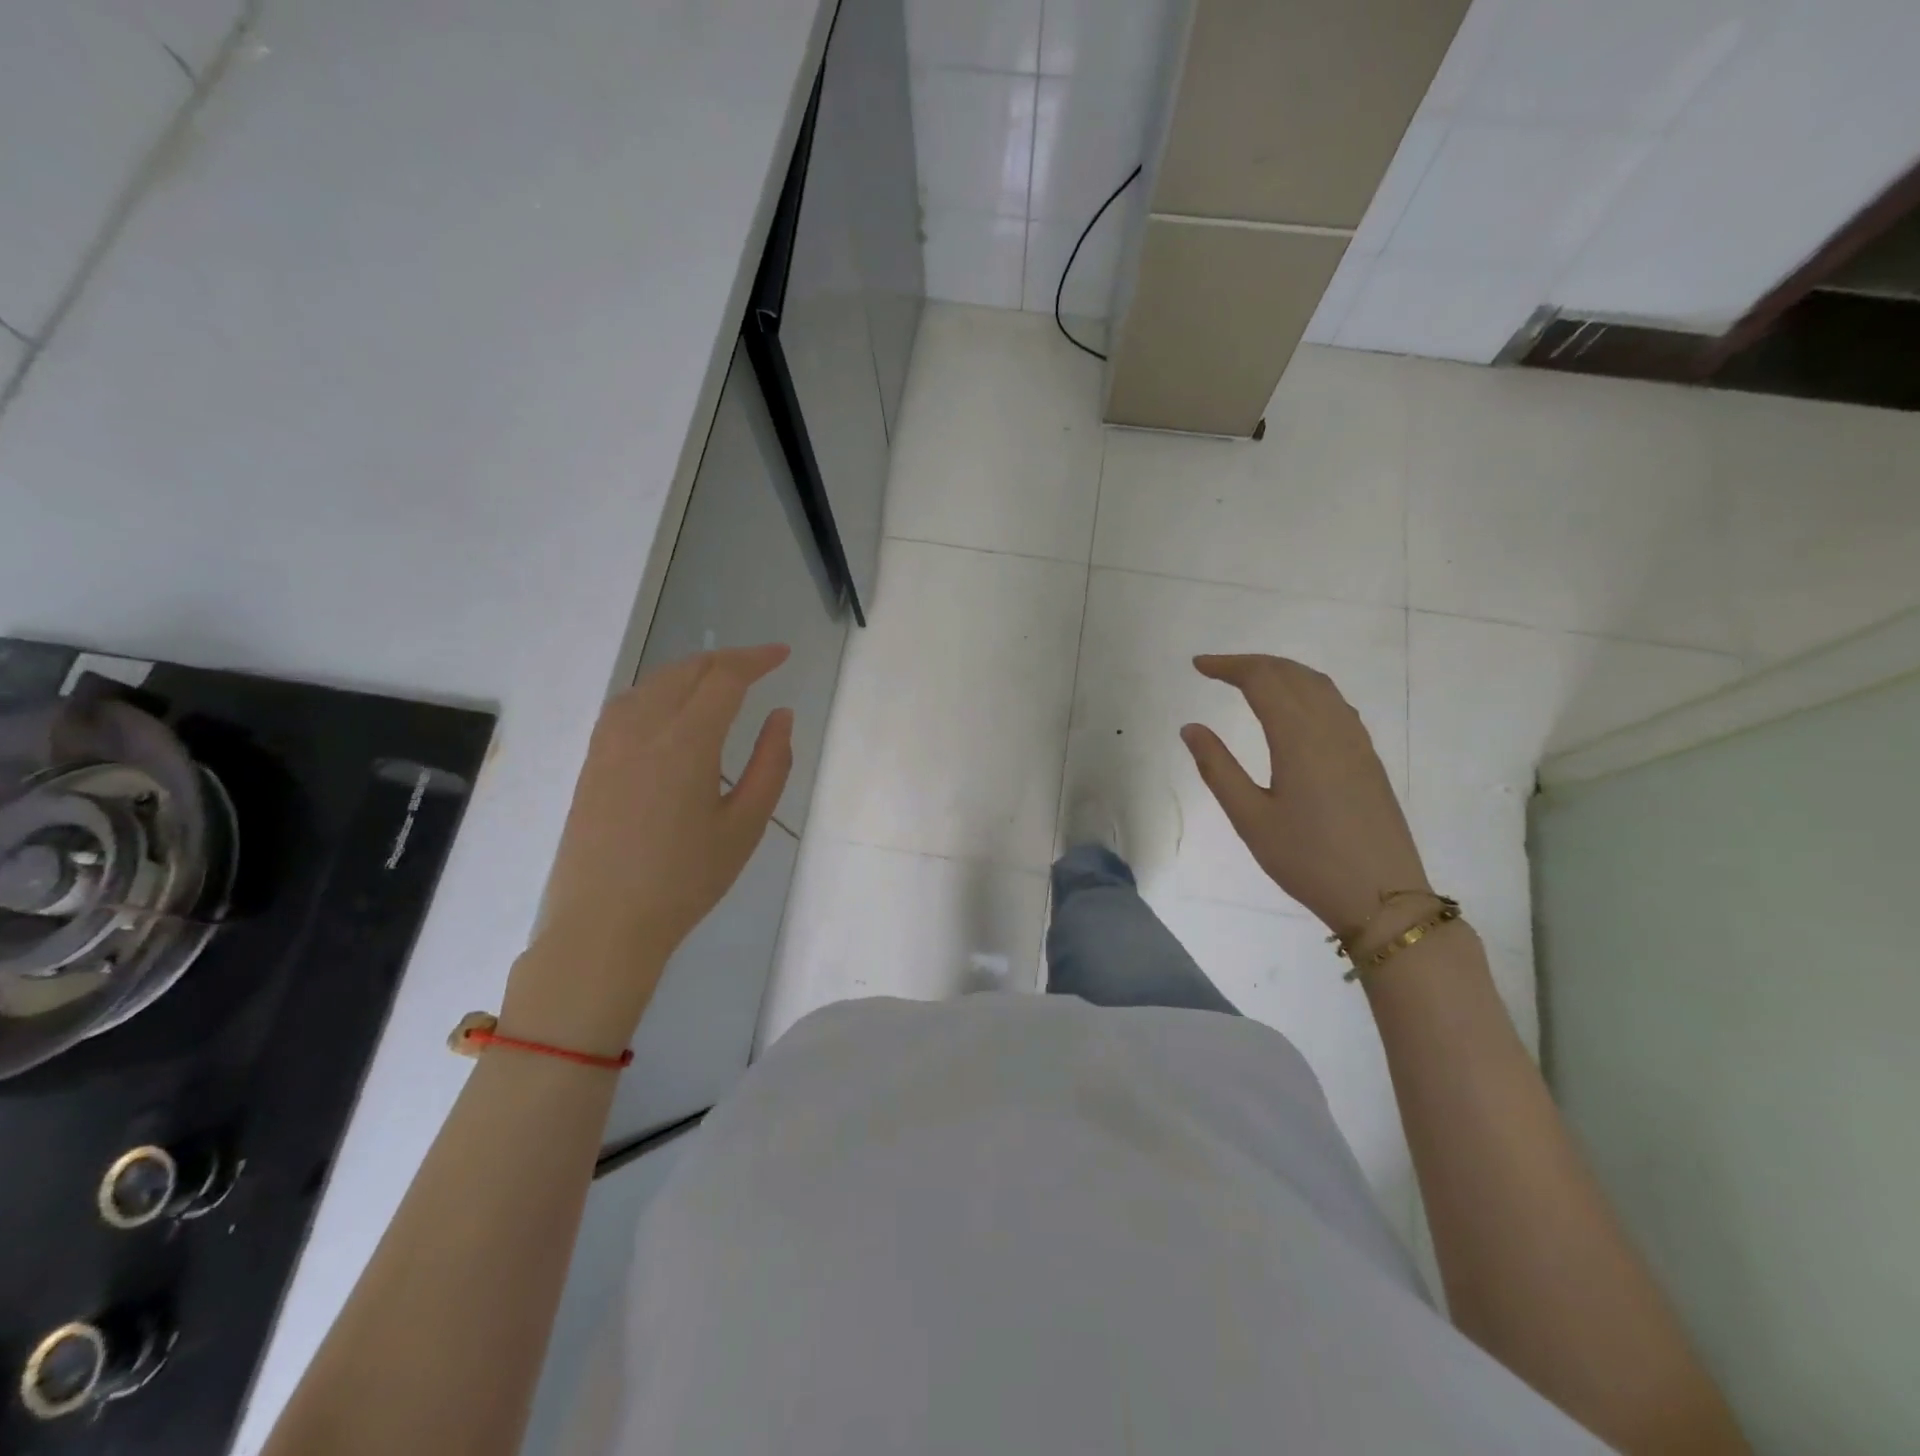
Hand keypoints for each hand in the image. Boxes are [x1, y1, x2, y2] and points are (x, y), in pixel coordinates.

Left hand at [503, 645, 792, 1054]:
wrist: (604, 924)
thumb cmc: (686, 880)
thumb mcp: (745, 826)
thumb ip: (771, 764)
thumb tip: (781, 716)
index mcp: (686, 742)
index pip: (725, 677)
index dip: (756, 659)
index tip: (782, 655)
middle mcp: (643, 728)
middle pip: (687, 670)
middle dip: (727, 660)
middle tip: (759, 667)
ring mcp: (610, 742)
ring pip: (654, 682)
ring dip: (691, 671)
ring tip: (720, 682)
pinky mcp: (593, 760)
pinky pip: (628, 702)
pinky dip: (659, 689)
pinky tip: (671, 708)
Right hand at [1180, 654, 1428, 937]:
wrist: (1382, 897)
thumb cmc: (1308, 860)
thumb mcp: (1250, 819)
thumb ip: (1218, 768)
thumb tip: (1191, 728)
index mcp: (1299, 738)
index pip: (1262, 680)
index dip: (1228, 666)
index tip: (1198, 665)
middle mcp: (1331, 728)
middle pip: (1292, 674)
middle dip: (1253, 663)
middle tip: (1217, 669)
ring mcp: (1356, 741)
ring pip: (1319, 685)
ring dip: (1282, 672)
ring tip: (1251, 680)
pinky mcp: (1367, 758)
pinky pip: (1335, 704)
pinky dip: (1307, 690)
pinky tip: (1294, 709)